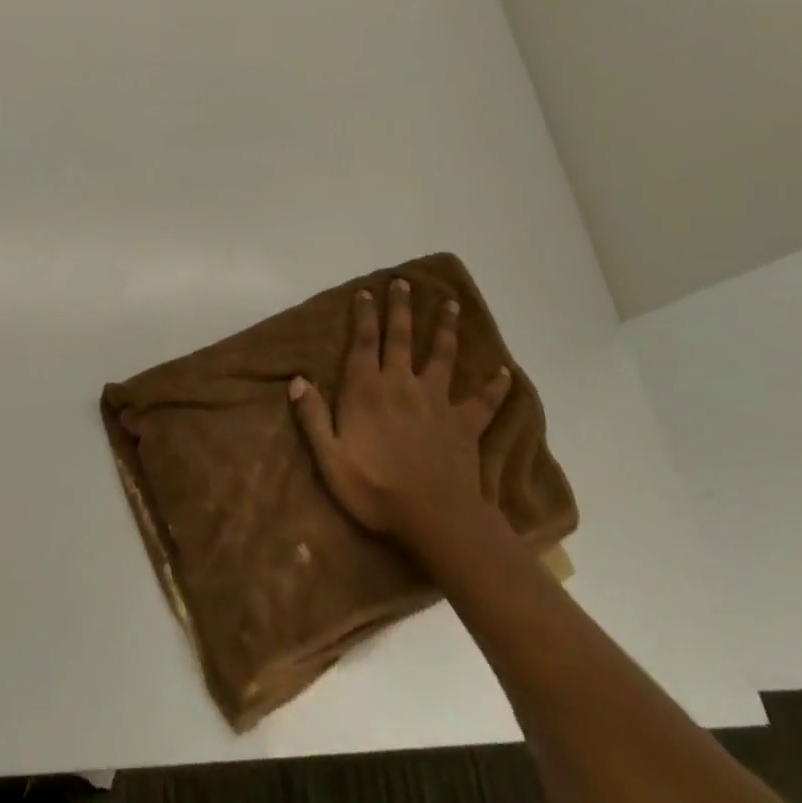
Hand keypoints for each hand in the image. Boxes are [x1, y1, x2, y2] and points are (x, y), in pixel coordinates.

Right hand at [290, 278, 510, 548]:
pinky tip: (504, 372)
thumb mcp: (330, 458)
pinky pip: (482, 400)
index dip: (364, 316)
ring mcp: (437, 402)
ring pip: (442, 355)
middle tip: (404, 282)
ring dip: (445, 328)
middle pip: (401, 338)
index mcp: (367, 390)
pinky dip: (494, 386)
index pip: (363, 342)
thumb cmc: (374, 490)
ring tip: (451, 304)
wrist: (435, 519)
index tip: (366, 293)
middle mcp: (402, 385)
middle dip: (401, 308)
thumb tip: (297, 380)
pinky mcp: (464, 423)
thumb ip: (313, 417)